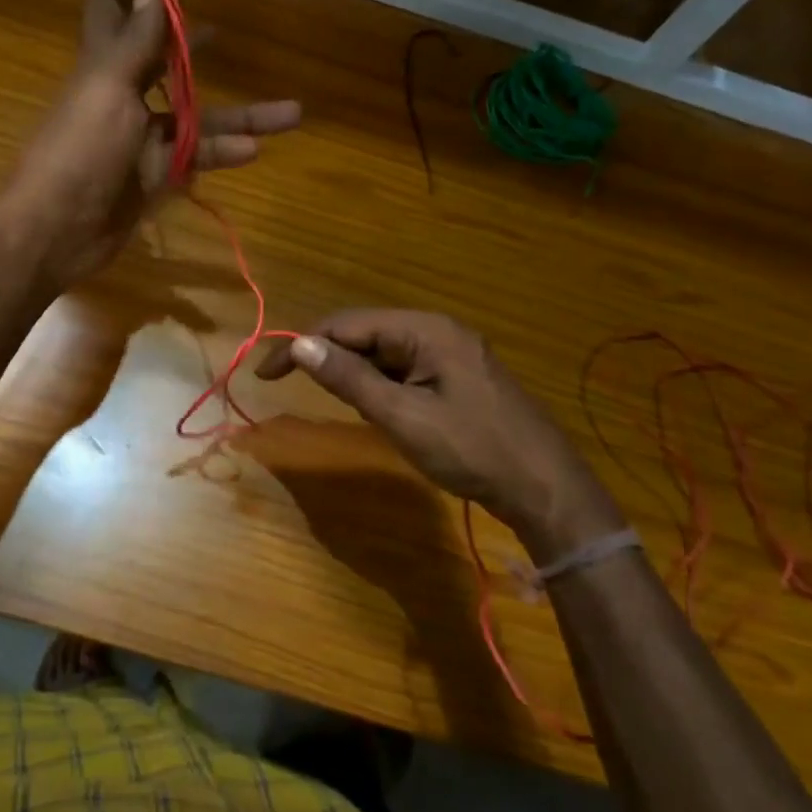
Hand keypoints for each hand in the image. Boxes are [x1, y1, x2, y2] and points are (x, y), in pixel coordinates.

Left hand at [2, 0, 300, 286]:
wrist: (57, 231)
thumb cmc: (78, 153)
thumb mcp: (108, 89)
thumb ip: (136, 42)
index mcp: (104, 64)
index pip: (116, 6)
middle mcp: (123, 95)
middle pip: (165, 60)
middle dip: (193, 43)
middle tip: (225, 31)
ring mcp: (141, 139)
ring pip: (197, 117)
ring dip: (241, 114)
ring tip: (290, 112)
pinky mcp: (154, 176)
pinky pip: (195, 158)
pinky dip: (223, 152)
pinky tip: (255, 150)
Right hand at [257, 309, 624, 558]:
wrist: (545, 487)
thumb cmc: (472, 450)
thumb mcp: (403, 416)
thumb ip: (350, 378)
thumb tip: (299, 344)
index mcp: (425, 330)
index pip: (347, 324)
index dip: (302, 344)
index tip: (266, 375)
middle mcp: (437, 330)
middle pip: (365, 333)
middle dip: (327, 357)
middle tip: (291, 387)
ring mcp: (450, 353)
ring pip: (383, 352)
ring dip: (353, 372)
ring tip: (333, 402)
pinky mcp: (457, 376)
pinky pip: (404, 369)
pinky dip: (379, 384)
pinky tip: (374, 407)